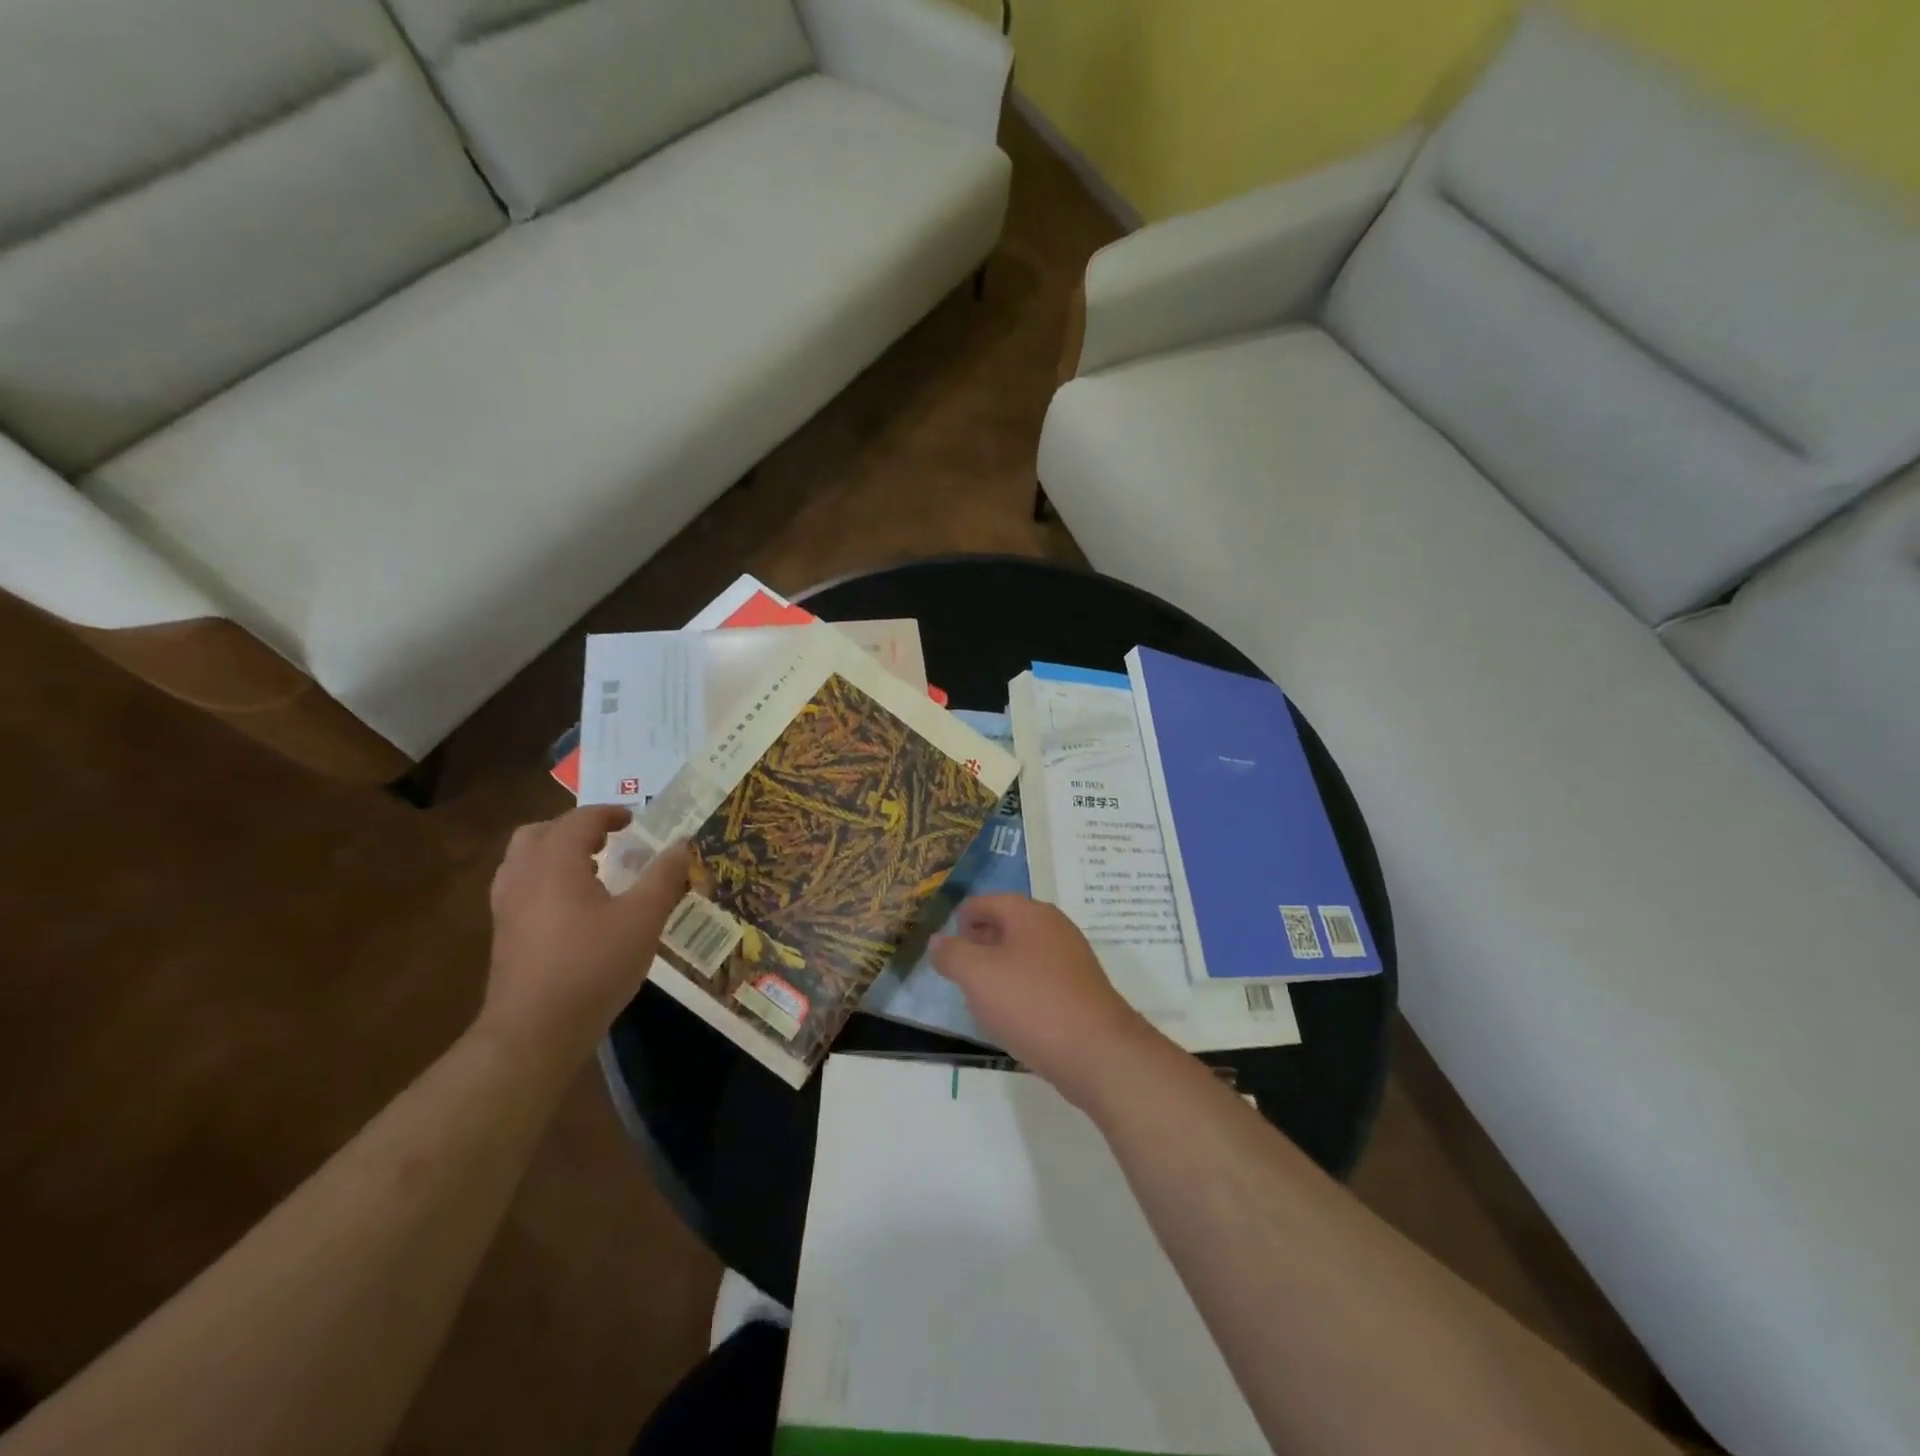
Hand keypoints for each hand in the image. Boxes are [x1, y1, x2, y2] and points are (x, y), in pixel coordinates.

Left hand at [481, 806, 690, 1072]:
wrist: (535, 1031)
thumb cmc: (593, 966)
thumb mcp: (643, 918)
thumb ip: (664, 876)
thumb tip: (683, 843)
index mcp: (555, 863)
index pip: (579, 820)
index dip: (609, 814)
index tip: (634, 821)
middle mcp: (523, 876)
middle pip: (540, 833)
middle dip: (575, 829)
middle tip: (609, 841)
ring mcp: (507, 907)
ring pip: (524, 860)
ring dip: (557, 854)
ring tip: (593, 870)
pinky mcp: (504, 934)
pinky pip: (522, 887)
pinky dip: (546, 880)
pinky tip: (576, 907)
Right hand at [932, 895, 1158, 1109]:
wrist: (1097, 1052)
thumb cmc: (1031, 1003)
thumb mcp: (977, 975)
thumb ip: (951, 954)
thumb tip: (938, 940)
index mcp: (1029, 912)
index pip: (985, 902)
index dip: (960, 921)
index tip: (944, 949)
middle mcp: (1053, 926)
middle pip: (1006, 924)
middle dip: (978, 943)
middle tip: (957, 972)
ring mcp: (1071, 957)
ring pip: (1023, 952)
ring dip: (999, 968)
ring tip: (979, 995)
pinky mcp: (1080, 988)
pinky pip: (1040, 977)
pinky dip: (1021, 988)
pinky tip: (1012, 1015)